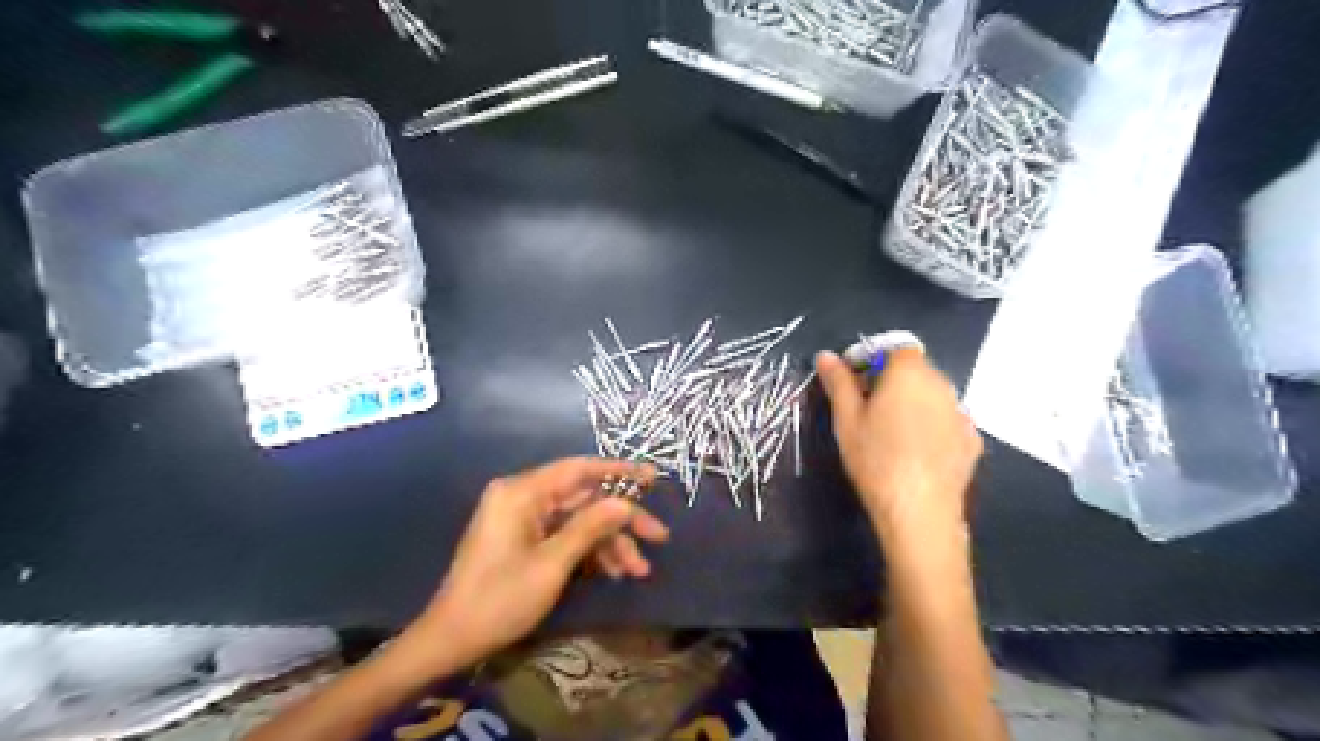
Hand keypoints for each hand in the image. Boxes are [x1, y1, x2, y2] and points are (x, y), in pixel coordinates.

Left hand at [405, 457, 670, 671]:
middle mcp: (523, 497)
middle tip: (658, 537)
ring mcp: (523, 519)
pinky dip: (589, 552)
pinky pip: (565, 535)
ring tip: (637, 571)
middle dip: (621, 521)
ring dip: (609, 543)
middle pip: (584, 498)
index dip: (619, 472)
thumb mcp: (552, 564)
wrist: (451, 640)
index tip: (652, 478)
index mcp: (522, 492)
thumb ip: (590, 527)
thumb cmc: (499, 599)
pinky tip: (614, 572)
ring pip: (579, 520)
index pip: (579, 469)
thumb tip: (625, 503)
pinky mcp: (524, 539)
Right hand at [815, 348, 978, 544]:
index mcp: (909, 372)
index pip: (894, 348)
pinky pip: (947, 421)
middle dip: (891, 380)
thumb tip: (826, 355)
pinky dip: (932, 426)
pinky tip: (916, 452)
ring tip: (890, 434)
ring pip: (932, 395)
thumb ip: (838, 383)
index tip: (853, 383)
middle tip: (866, 409)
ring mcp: (961, 413)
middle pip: (915, 370)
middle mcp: (942, 384)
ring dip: (912, 402)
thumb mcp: (846, 419)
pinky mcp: (972, 440)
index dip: (872, 359)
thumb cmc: (876, 459)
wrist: (919, 511)